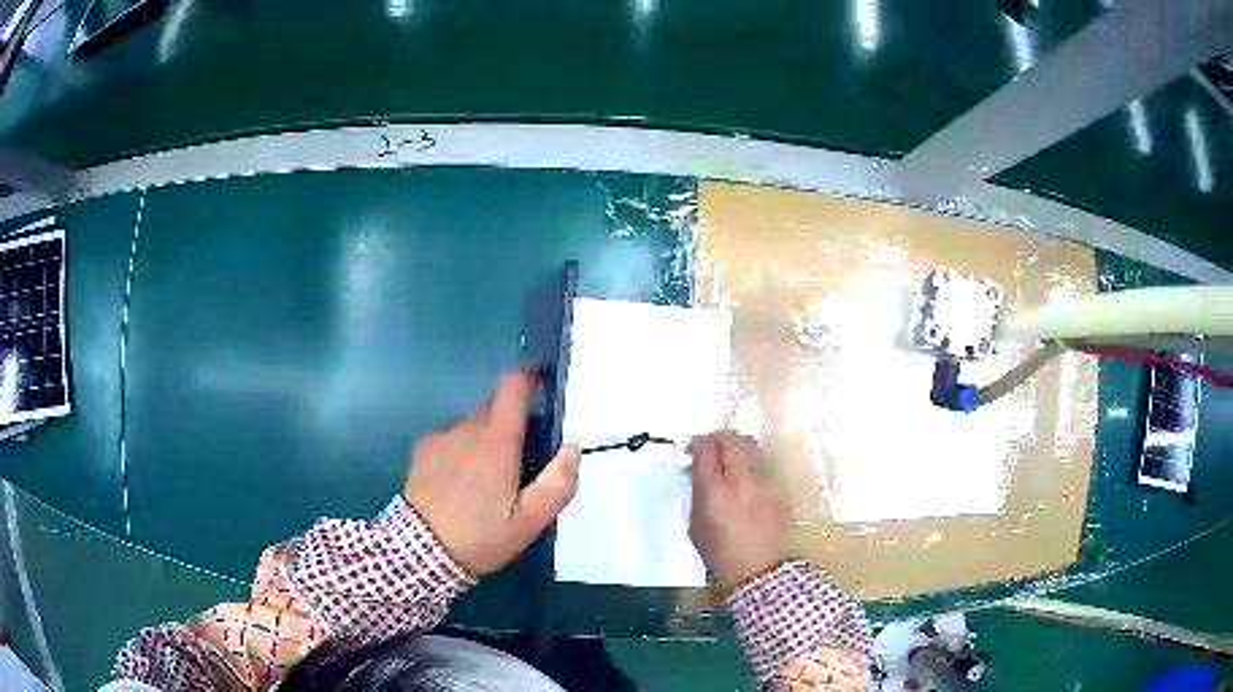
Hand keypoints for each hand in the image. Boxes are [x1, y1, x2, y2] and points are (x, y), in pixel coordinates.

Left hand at [405, 369, 580, 575]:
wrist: (421, 551)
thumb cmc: (481, 537)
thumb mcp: (530, 521)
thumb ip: (558, 483)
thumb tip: (572, 447)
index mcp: (497, 441)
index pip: (512, 388)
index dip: (528, 375)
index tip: (541, 377)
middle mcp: (467, 428)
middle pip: (493, 405)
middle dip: (511, 416)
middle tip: (522, 452)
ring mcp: (440, 436)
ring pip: (472, 423)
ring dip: (485, 435)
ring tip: (489, 475)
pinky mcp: (422, 449)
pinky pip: (451, 436)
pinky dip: (462, 447)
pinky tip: (461, 479)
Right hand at [687, 431, 791, 587]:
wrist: (760, 569)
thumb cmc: (720, 553)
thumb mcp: (696, 525)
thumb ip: (698, 493)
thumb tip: (699, 471)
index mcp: (714, 490)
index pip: (705, 448)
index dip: (697, 443)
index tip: (694, 449)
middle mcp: (741, 479)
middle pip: (731, 439)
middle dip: (718, 438)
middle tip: (712, 447)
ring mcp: (764, 481)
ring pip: (751, 446)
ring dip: (737, 447)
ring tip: (731, 459)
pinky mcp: (779, 487)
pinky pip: (764, 464)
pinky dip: (752, 463)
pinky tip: (748, 478)